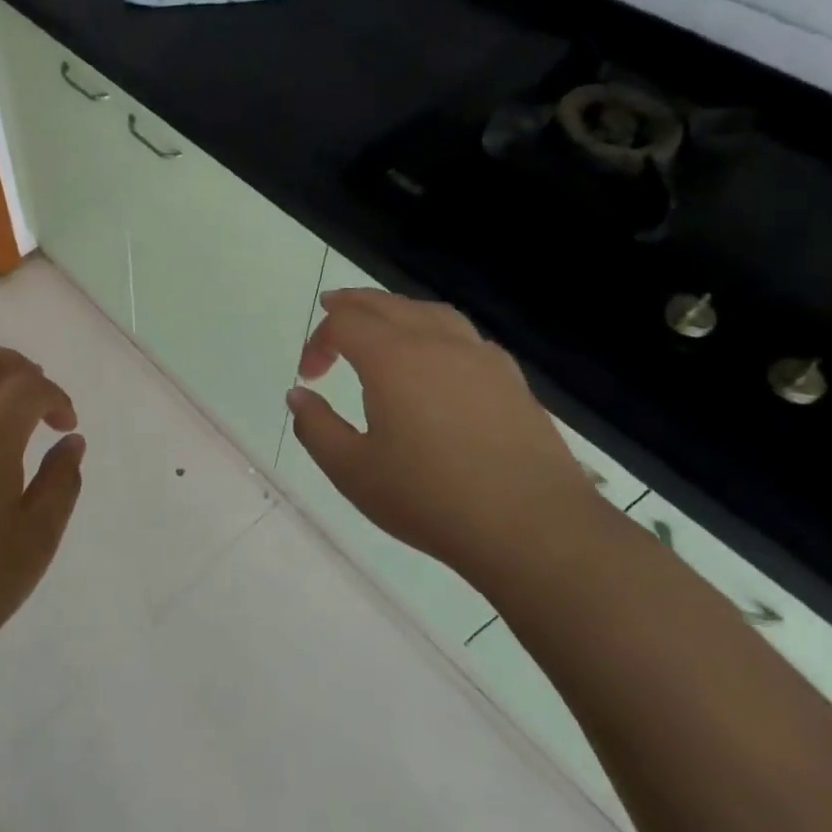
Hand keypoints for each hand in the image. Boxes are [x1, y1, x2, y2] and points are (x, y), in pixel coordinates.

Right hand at [286, 290, 599, 593]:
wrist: (533, 527)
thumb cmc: (431, 498)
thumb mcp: (353, 471)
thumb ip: (316, 428)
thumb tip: (298, 395)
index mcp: (392, 357)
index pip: (345, 323)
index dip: (319, 340)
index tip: (310, 376)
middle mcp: (435, 341)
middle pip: (386, 304)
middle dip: (352, 306)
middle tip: (331, 310)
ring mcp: (479, 356)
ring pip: (428, 311)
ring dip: (395, 311)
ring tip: (382, 324)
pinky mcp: (511, 378)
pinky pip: (463, 335)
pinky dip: (435, 331)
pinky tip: (438, 359)